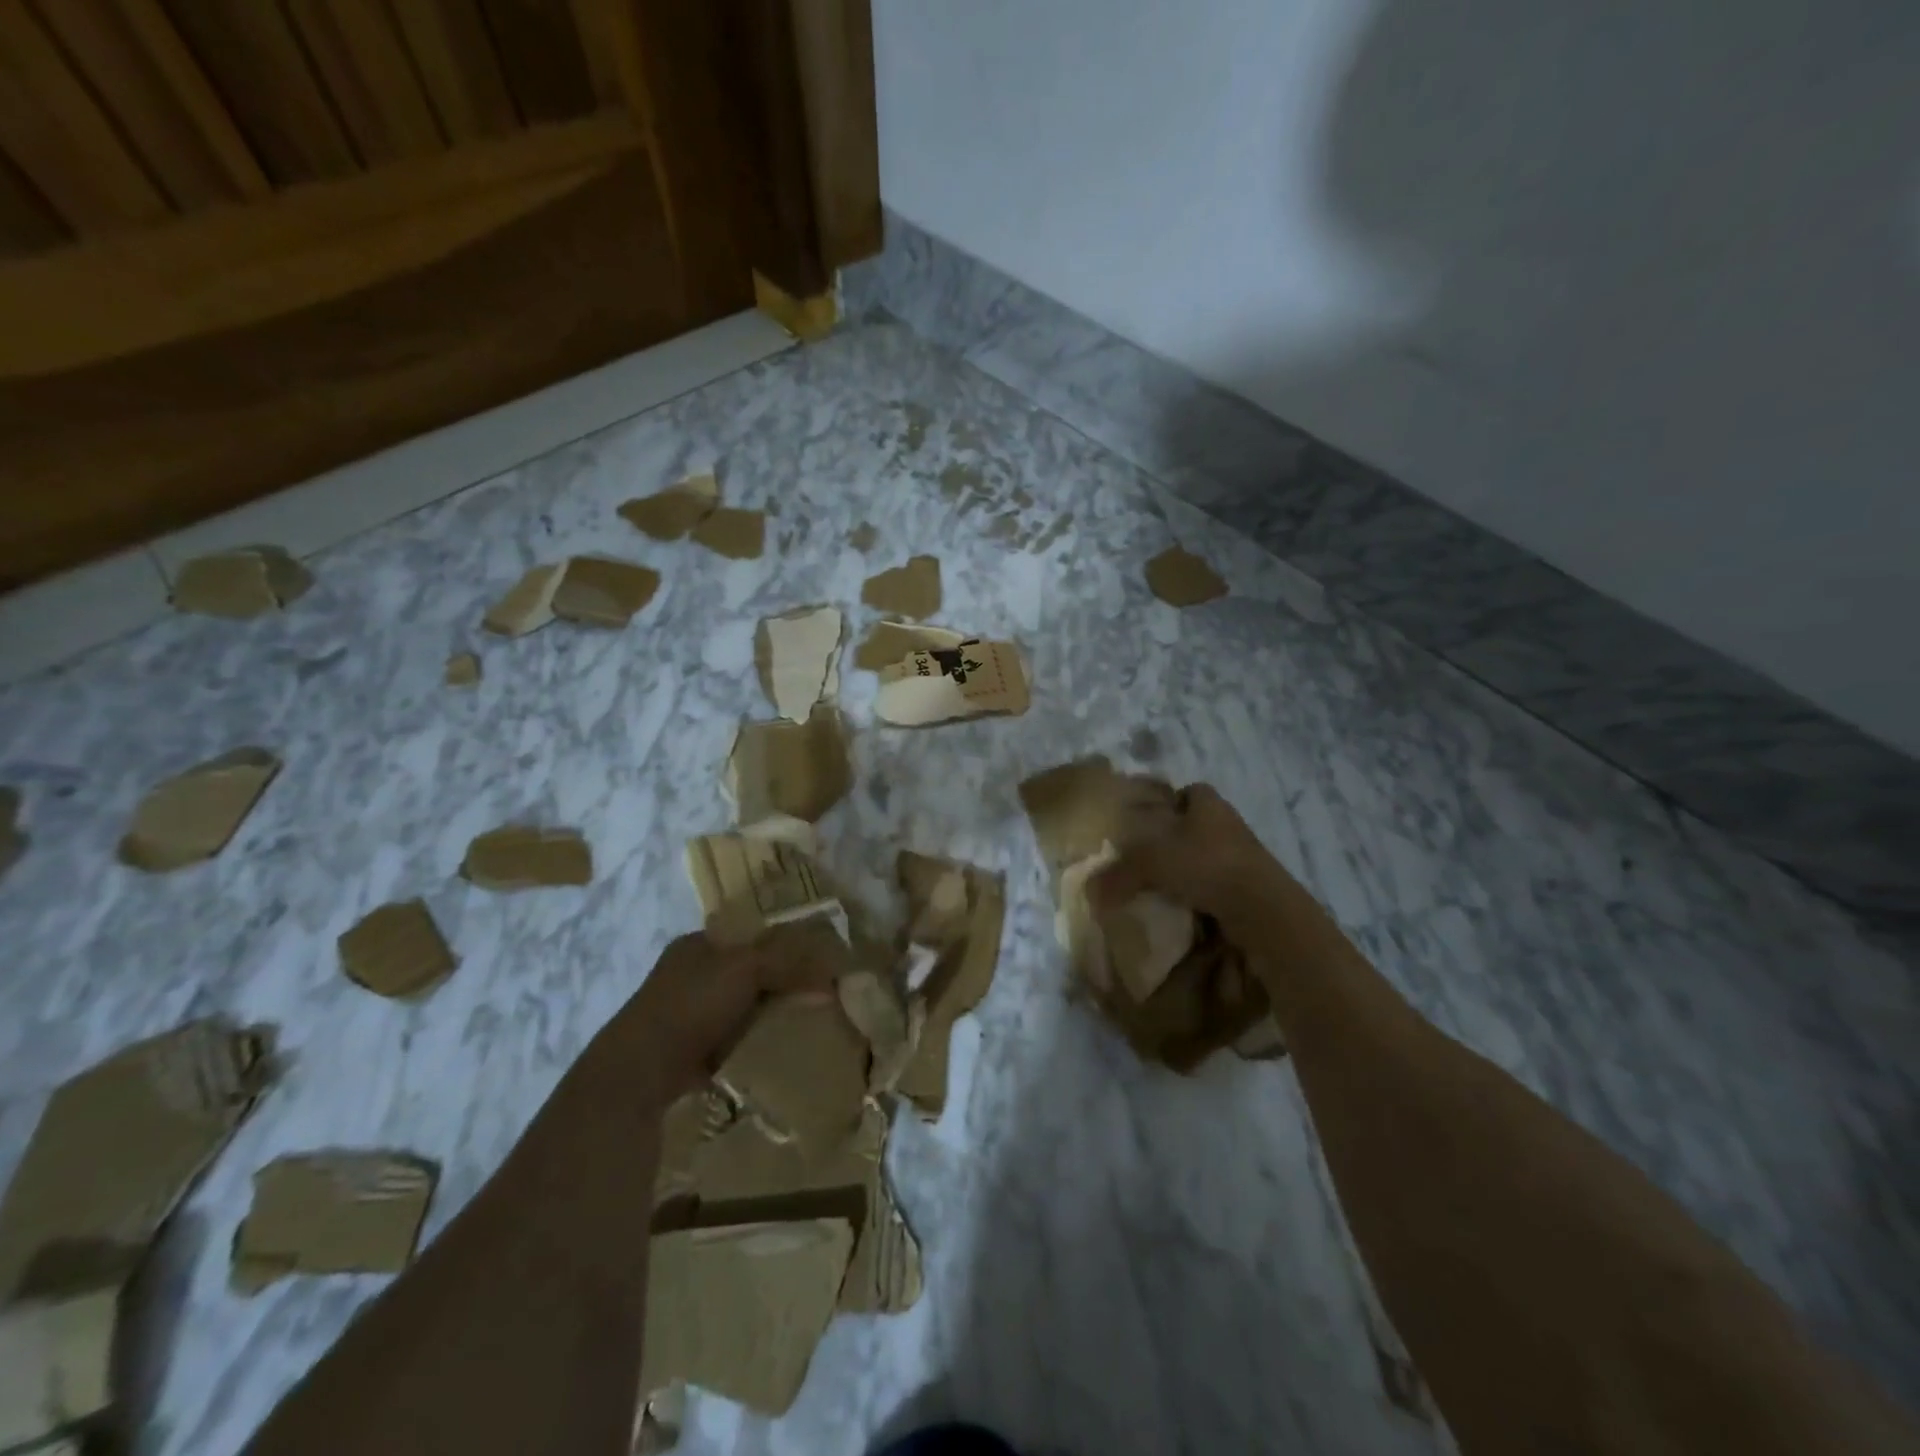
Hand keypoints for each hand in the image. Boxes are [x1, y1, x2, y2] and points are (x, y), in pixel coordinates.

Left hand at [597, 922, 843, 1101]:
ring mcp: (684, 1013)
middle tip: (814, 995)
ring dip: (765, 1015)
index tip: (813, 961)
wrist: (640, 1069)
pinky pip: (730, 1040)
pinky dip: (750, 1043)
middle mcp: (688, 973)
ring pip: (739, 1007)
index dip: (782, 944)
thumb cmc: (692, 1004)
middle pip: (746, 971)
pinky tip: (773, 1051)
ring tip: (800, 1024)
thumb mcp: (747, 969)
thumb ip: (788, 962)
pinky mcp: (685, 1050)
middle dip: (777, 983)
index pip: (749, 935)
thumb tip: (830, 972)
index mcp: (698, 944)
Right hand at [1094, 782, 1293, 933]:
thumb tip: (1090, 890)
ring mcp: (1242, 854)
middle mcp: (1227, 821)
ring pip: (1206, 853)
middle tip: (1146, 854)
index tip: (1144, 820)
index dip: (1165, 801)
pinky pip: (1216, 881)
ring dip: (1187, 866)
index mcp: (1206, 802)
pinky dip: (1200, 890)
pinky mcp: (1250, 884)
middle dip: (1173, 836)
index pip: (1185, 791)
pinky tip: (1182, 905)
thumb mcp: (1151, 863)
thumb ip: (1118, 874)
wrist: (1262, 908)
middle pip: (1195, 823)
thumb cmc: (1205, 865)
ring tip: (1160, 883)